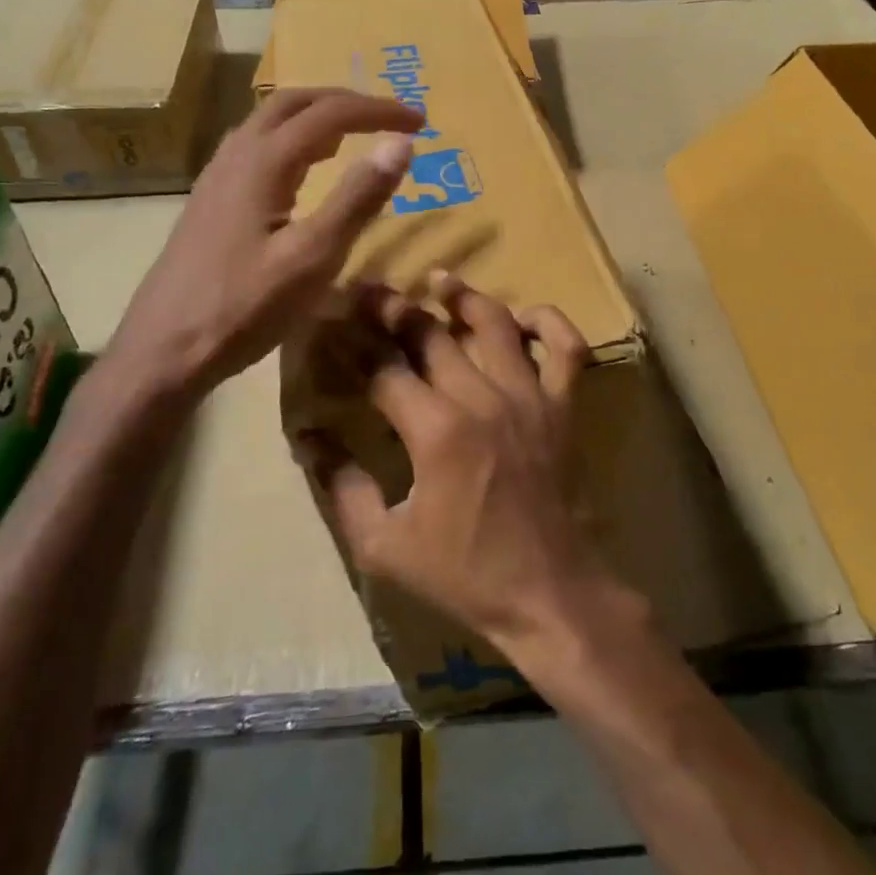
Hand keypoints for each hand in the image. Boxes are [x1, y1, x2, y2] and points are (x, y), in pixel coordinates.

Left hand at [106, 88, 421, 395]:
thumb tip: (401, 144)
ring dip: (315, 118)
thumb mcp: (313, 257)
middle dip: (346, 102)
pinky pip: (255, 148)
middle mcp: (236, 156)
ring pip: (269, 123)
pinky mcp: (210, 202)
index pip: (330, 114)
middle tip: (387, 119)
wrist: (163, 350)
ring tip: (352, 138)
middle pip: (293, 103)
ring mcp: (216, 178)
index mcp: (263, 163)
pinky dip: (292, 141)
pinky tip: (302, 173)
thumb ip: (357, 199)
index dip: (379, 111)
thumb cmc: (244, 308)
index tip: (421, 122)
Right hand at [311, 279, 618, 653]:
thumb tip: (309, 439)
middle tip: (370, 290)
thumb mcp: (384, 545)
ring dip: (464, 297)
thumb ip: (343, 488)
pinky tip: (523, 317)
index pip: (383, 369)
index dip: (351, 344)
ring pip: (496, 324)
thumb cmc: (464, 573)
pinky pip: (566, 348)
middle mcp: (482, 399)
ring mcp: (529, 397)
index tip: (331, 322)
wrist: (548, 593)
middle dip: (393, 308)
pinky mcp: (563, 407)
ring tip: (440, 281)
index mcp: (435, 431)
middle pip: (431, 334)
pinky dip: (549, 323)